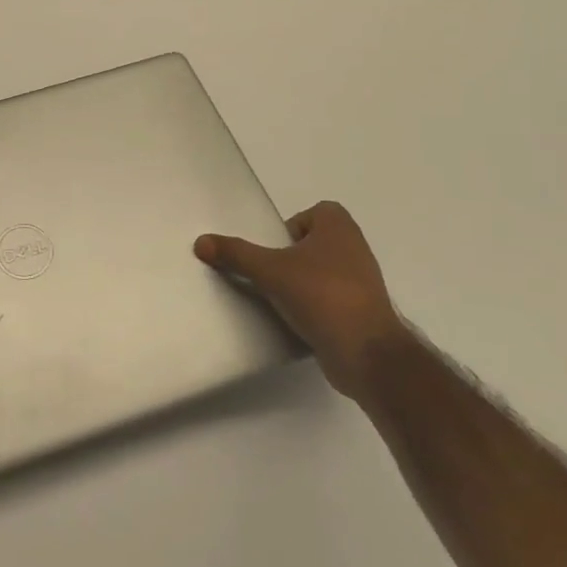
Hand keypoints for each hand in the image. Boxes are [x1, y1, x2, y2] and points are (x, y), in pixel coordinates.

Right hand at [195, 202, 405, 398]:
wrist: (366, 354)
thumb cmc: (321, 296)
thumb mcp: (269, 270)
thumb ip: (235, 254)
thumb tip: (200, 241)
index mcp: (340, 228)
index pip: (313, 213)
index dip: (291, 226)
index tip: (273, 248)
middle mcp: (355, 249)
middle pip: (313, 243)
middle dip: (290, 256)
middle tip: (268, 272)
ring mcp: (362, 282)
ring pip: (321, 272)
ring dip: (300, 282)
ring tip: (277, 297)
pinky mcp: (361, 312)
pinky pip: (329, 299)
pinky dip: (312, 306)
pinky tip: (294, 319)